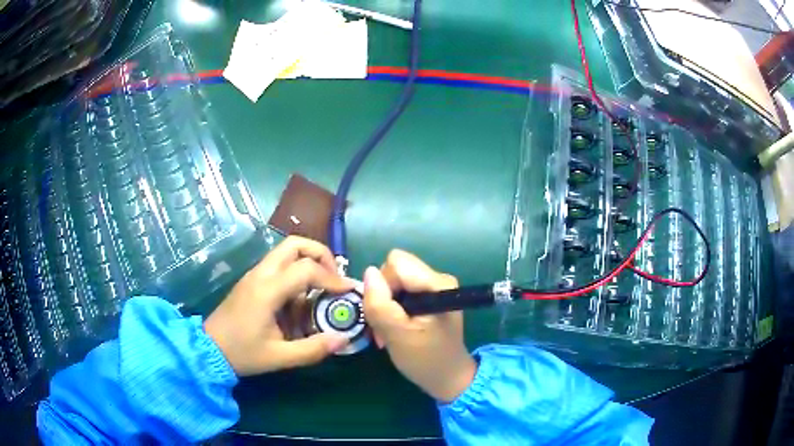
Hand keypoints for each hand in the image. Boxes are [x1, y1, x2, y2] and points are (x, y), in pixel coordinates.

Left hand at [204, 236, 351, 375]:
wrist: (208, 349)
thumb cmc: (242, 353)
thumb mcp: (279, 357)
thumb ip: (313, 349)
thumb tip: (343, 339)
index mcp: (267, 290)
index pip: (306, 269)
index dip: (332, 278)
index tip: (348, 291)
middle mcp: (261, 274)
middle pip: (295, 244)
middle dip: (321, 255)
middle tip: (334, 278)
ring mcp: (254, 275)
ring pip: (286, 251)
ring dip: (308, 263)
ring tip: (322, 288)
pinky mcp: (251, 281)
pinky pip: (278, 265)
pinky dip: (296, 273)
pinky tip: (301, 300)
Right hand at [363, 250, 476, 402]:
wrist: (447, 377)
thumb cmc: (425, 359)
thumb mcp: (396, 335)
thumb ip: (379, 303)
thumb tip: (369, 271)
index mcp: (437, 284)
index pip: (396, 263)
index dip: (384, 285)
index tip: (386, 314)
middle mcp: (438, 278)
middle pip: (395, 269)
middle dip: (384, 296)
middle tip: (386, 326)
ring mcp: (435, 287)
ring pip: (395, 281)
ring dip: (386, 305)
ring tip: (391, 331)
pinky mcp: (430, 296)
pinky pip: (401, 290)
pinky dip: (394, 309)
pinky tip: (397, 328)